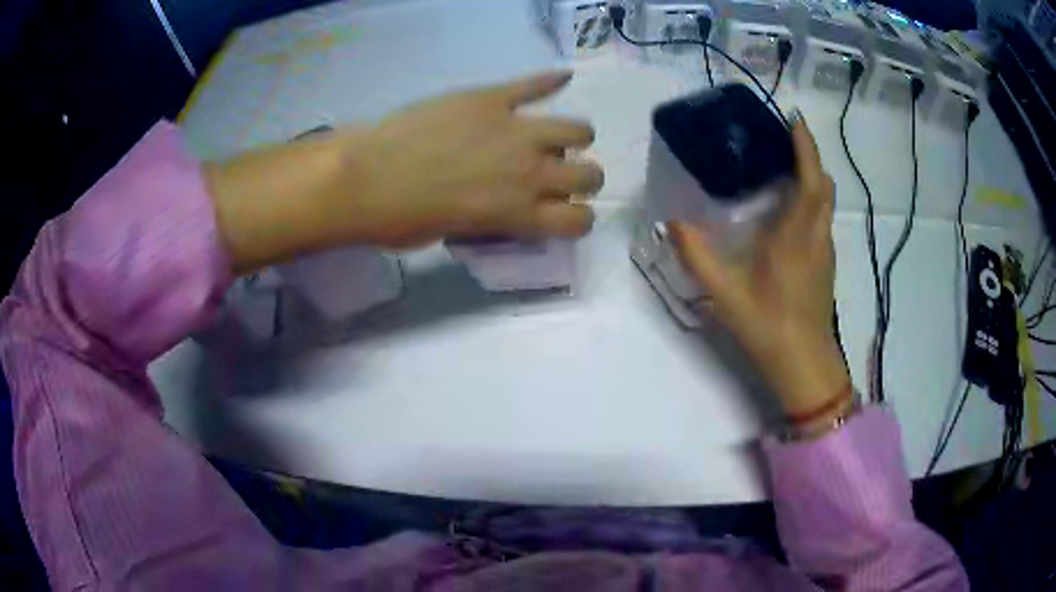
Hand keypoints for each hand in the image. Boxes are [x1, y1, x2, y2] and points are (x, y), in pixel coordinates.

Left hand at [207, 71, 602, 272]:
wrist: (366, 177)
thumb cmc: (401, 220)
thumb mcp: (454, 235)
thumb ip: (492, 221)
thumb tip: (502, 209)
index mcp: (519, 213)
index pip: (580, 221)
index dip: (578, 218)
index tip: (562, 212)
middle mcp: (530, 172)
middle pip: (590, 174)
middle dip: (583, 178)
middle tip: (559, 174)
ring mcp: (514, 130)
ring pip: (576, 129)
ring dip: (573, 136)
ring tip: (554, 135)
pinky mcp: (491, 98)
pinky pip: (532, 85)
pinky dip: (549, 80)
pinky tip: (560, 77)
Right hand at [670, 116, 850, 423]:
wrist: (804, 363)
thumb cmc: (769, 326)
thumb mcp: (726, 294)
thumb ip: (697, 257)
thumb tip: (673, 222)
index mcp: (795, 237)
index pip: (809, 181)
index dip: (806, 148)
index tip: (794, 120)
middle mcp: (816, 236)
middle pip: (823, 185)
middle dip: (809, 156)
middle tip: (783, 140)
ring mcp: (825, 250)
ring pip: (826, 202)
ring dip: (812, 177)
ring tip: (785, 167)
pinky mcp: (826, 263)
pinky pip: (823, 218)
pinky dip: (812, 200)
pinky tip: (790, 210)